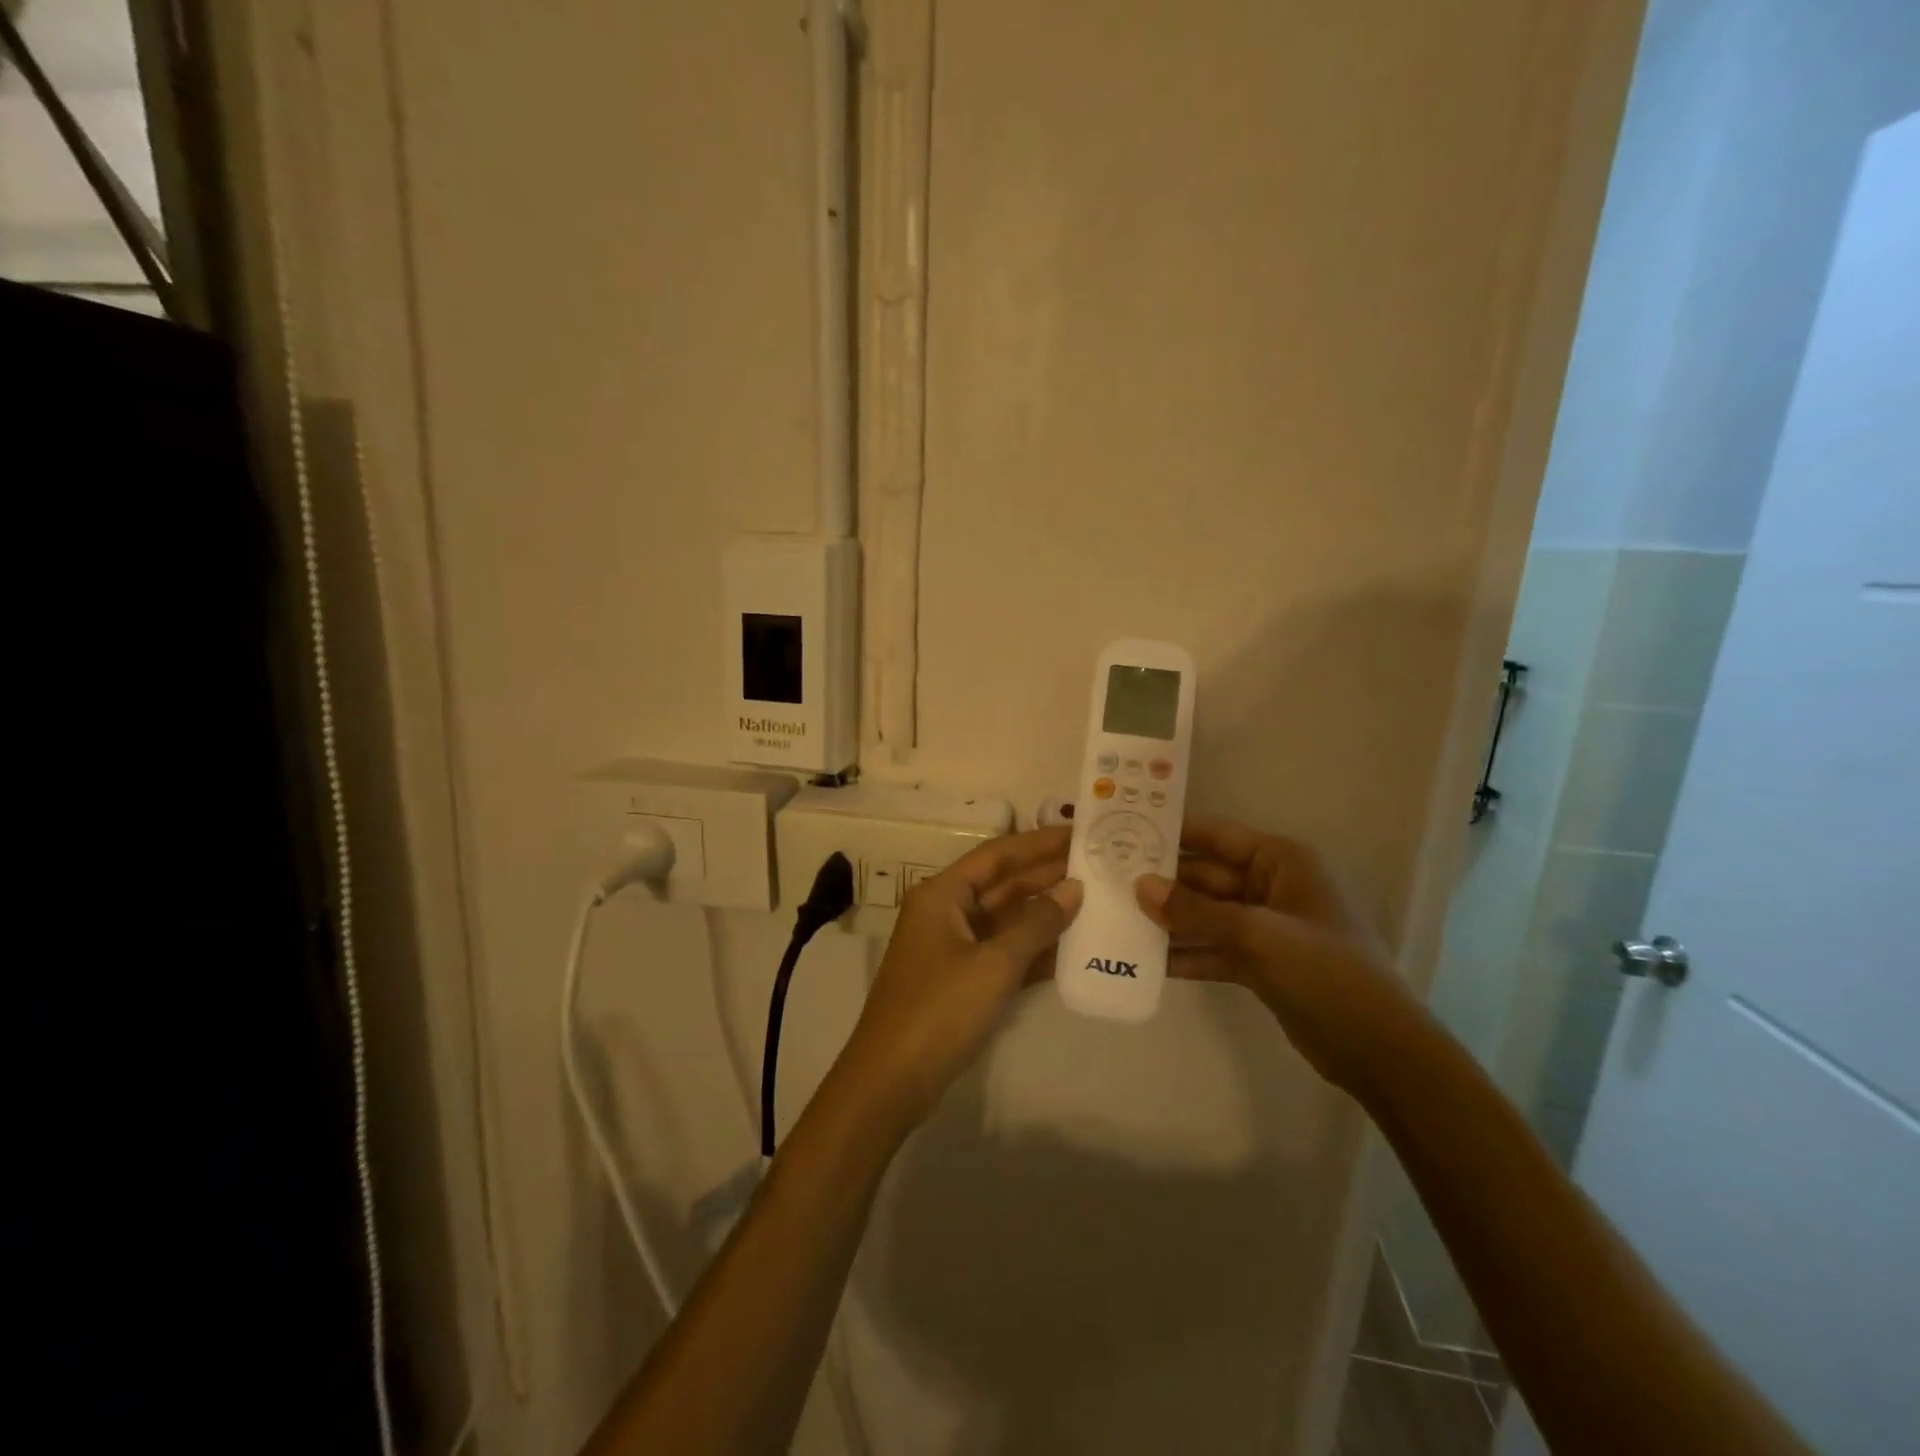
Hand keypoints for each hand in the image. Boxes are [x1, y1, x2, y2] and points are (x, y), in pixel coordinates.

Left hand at [832, 826, 1081, 1135]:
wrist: (891, 1081)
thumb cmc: (939, 1010)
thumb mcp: (993, 964)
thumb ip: (1036, 924)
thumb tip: (1073, 889)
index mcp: (943, 895)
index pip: (997, 855)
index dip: (1039, 842)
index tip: (1080, 833)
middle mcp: (947, 912)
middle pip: (1003, 885)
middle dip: (1047, 876)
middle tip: (1100, 866)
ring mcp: (954, 948)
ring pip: (1007, 920)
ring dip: (1046, 912)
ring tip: (1097, 900)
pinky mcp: (963, 980)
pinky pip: (1004, 953)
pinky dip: (1035, 949)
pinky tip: (1075, 946)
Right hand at [1135, 814, 1427, 1094]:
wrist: (1378, 1050)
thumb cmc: (1326, 972)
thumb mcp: (1258, 935)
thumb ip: (1196, 911)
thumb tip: (1140, 885)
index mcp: (1280, 861)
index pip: (1216, 835)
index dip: (1172, 831)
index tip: (1124, 827)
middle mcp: (1269, 885)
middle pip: (1204, 875)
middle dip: (1161, 880)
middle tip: (1105, 879)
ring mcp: (1263, 926)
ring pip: (1204, 913)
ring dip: (1167, 918)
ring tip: (1114, 917)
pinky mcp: (1258, 962)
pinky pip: (1211, 947)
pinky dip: (1184, 953)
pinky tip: (1142, 960)